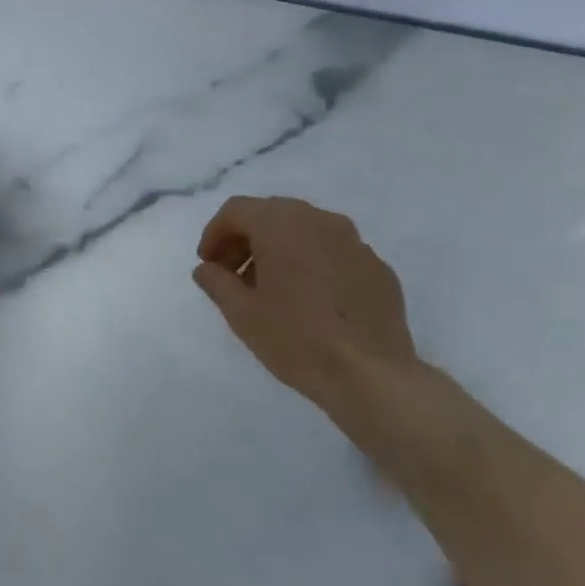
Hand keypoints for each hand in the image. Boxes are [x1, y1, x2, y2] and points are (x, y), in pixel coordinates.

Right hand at [192, 196, 419, 422]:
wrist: (371, 375)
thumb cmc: (296, 339)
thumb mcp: (242, 314)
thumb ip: (217, 282)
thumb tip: (207, 269)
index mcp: (282, 225)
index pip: (237, 210)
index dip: (214, 234)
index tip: (208, 265)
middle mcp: (320, 221)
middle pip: (272, 214)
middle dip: (245, 239)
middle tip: (232, 275)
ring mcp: (355, 242)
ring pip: (305, 230)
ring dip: (279, 249)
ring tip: (269, 289)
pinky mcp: (377, 267)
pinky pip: (333, 253)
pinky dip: (311, 264)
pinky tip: (309, 301)